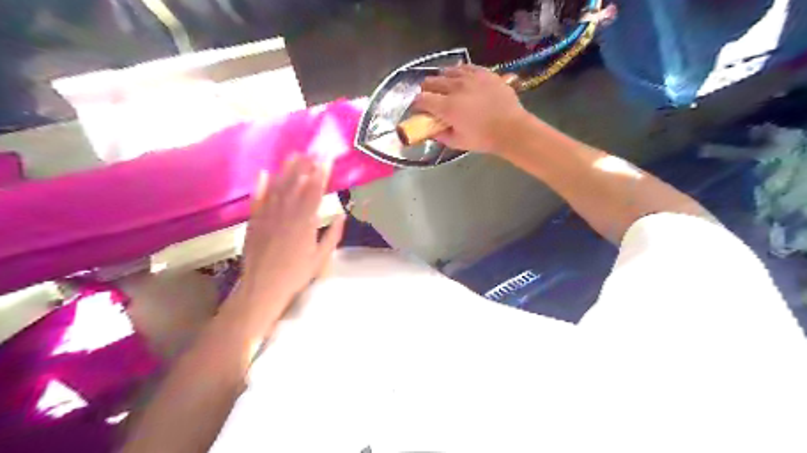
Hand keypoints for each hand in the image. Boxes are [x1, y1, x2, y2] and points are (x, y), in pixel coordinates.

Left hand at [237, 153, 342, 313]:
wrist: (262, 287)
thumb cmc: (296, 275)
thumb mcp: (321, 258)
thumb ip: (332, 235)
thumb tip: (342, 215)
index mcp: (304, 223)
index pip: (314, 192)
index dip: (321, 174)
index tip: (327, 159)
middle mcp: (285, 214)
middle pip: (296, 184)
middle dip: (306, 166)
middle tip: (313, 150)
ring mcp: (267, 216)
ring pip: (278, 187)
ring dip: (286, 170)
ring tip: (294, 155)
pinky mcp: (254, 221)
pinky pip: (258, 199)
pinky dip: (261, 185)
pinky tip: (265, 173)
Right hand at [417, 64, 530, 153]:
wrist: (511, 128)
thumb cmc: (483, 138)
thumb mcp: (458, 142)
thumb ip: (441, 135)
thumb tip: (432, 131)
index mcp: (447, 107)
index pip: (422, 99)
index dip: (416, 104)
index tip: (418, 109)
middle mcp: (455, 87)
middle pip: (431, 81)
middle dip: (426, 90)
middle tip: (429, 98)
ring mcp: (470, 77)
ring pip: (447, 71)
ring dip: (442, 79)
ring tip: (445, 86)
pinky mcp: (484, 73)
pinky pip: (466, 67)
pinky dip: (459, 72)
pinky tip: (461, 78)